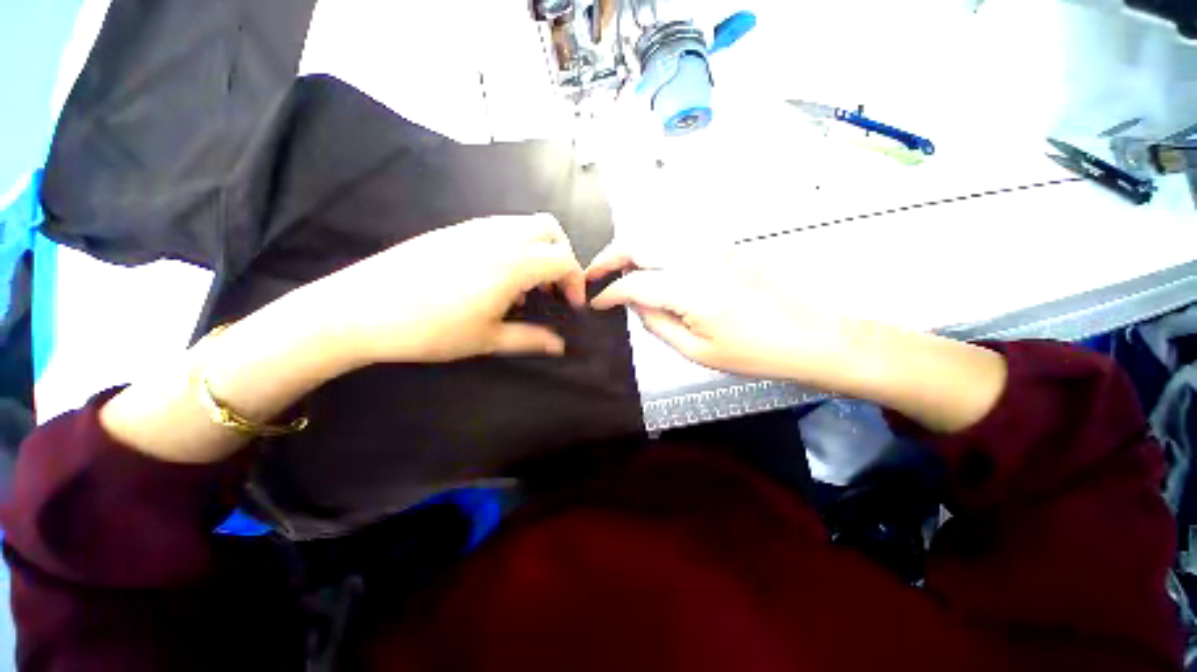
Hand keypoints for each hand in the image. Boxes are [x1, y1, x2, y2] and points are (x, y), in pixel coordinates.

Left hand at [307, 214, 587, 366]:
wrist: (360, 309)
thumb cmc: (430, 329)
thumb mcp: (487, 339)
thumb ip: (531, 339)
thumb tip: (560, 346)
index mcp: (512, 263)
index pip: (563, 259)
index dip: (575, 281)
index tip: (571, 305)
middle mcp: (498, 236)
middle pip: (549, 228)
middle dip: (562, 255)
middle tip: (553, 287)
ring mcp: (474, 227)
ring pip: (524, 224)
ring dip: (538, 250)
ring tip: (525, 286)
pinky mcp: (454, 229)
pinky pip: (500, 227)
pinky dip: (515, 246)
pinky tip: (497, 277)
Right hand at [587, 241, 1007, 432]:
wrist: (814, 334)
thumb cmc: (756, 352)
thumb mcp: (697, 351)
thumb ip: (657, 324)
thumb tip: (634, 304)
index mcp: (688, 288)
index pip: (632, 282)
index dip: (608, 293)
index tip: (593, 302)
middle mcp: (695, 256)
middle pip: (638, 243)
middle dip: (609, 257)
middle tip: (594, 275)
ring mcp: (711, 246)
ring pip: (655, 235)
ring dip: (630, 249)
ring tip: (617, 271)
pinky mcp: (723, 246)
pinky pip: (676, 240)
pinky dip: (653, 248)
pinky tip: (650, 267)